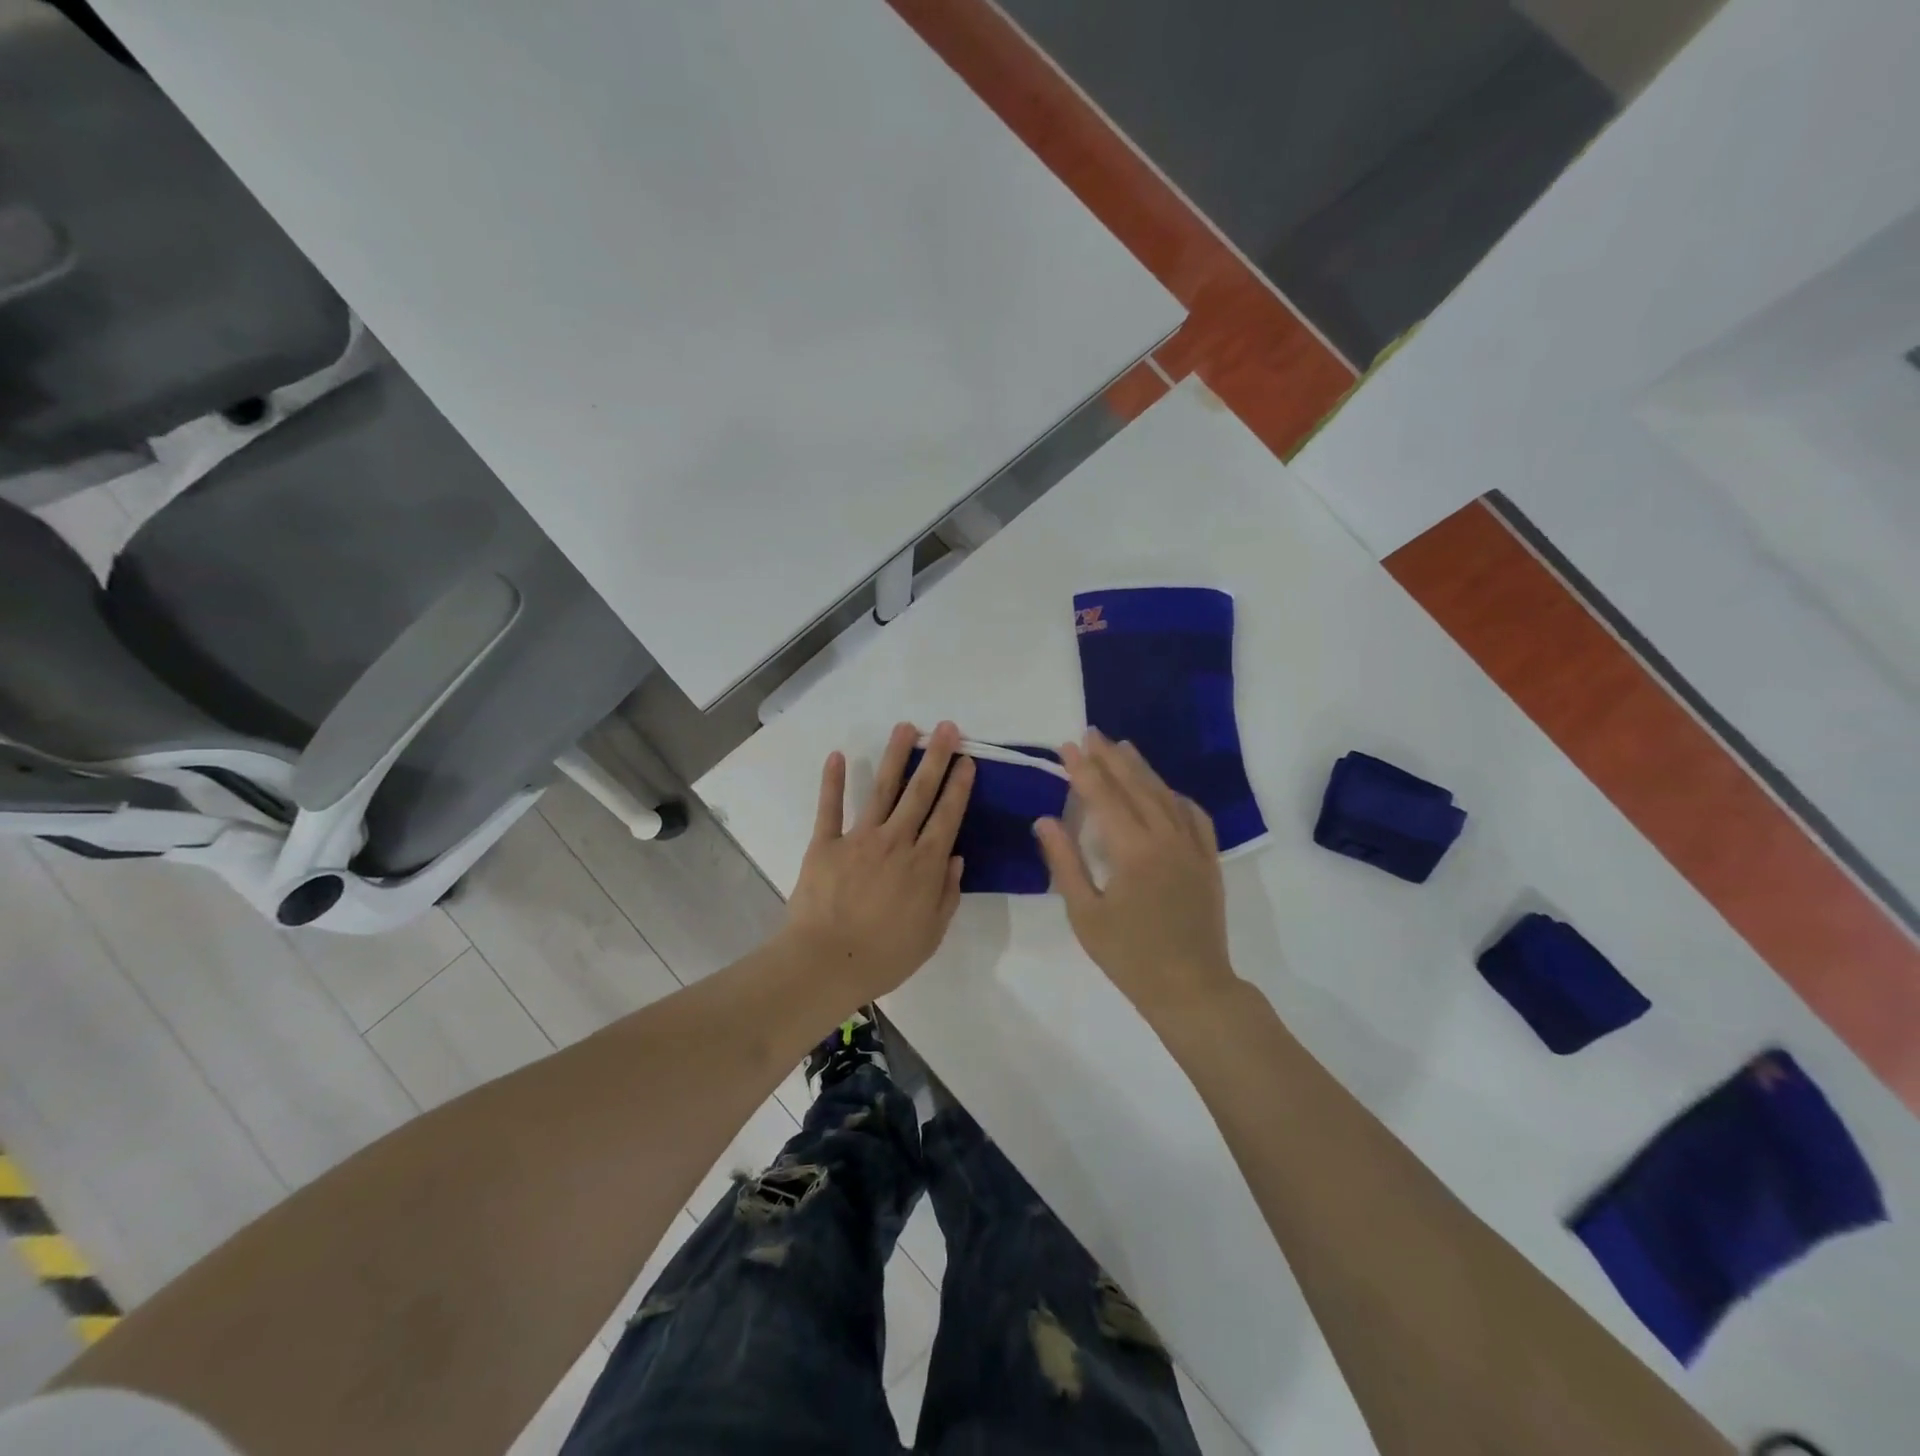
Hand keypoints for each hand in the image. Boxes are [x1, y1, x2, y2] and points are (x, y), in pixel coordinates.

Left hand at [782, 720, 974, 1004]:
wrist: (827, 963)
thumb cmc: (885, 955)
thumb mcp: (931, 933)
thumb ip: (947, 893)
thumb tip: (955, 857)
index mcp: (924, 864)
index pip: (948, 815)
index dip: (959, 786)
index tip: (967, 760)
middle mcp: (896, 841)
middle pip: (920, 792)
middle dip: (936, 758)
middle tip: (946, 728)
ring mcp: (859, 838)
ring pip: (882, 789)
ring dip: (895, 756)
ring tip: (905, 728)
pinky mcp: (825, 843)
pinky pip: (830, 807)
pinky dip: (833, 781)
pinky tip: (838, 755)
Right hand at [1034, 730, 1237, 1019]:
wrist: (1191, 988)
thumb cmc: (1130, 956)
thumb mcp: (1085, 914)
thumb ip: (1064, 862)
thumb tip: (1045, 820)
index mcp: (1132, 850)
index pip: (1103, 797)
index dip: (1083, 769)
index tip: (1067, 746)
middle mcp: (1166, 838)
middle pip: (1135, 786)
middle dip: (1110, 758)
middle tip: (1091, 733)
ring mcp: (1192, 847)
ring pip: (1165, 795)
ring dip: (1142, 769)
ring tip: (1123, 747)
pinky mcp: (1208, 860)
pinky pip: (1195, 816)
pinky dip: (1176, 796)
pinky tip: (1166, 790)